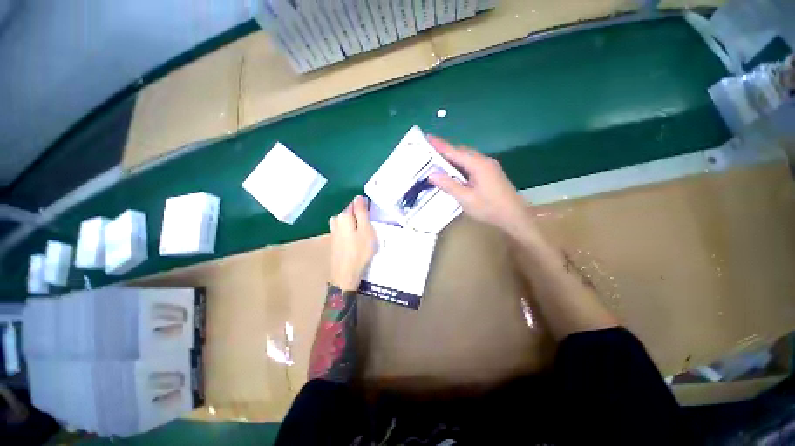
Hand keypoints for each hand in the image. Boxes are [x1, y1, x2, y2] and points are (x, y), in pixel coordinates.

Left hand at [329, 195, 376, 291]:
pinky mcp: (334, 240)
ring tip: (365, 235)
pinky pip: (345, 230)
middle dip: (360, 217)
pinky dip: (352, 233)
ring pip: (348, 222)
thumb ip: (362, 212)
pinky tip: (357, 242)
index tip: (372, 219)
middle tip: (370, 229)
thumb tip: (358, 196)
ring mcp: (333, 231)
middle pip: (351, 213)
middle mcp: (336, 221)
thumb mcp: (366, 230)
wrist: (345, 274)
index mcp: (344, 216)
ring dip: (356, 225)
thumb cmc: (359, 252)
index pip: (355, 204)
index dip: (365, 210)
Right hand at [427, 135, 535, 239]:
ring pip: (466, 157)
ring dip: (452, 157)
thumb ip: (449, 185)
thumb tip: (432, 174)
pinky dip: (459, 164)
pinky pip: (471, 163)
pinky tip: (453, 171)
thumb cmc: (489, 208)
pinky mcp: (490, 172)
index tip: (427, 137)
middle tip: (428, 151)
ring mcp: (489, 166)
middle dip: (445, 150)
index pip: (454, 151)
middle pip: (461, 152)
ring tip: (437, 160)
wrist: (514, 217)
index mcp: (478, 164)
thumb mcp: (466, 199)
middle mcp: (484, 161)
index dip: (440, 145)